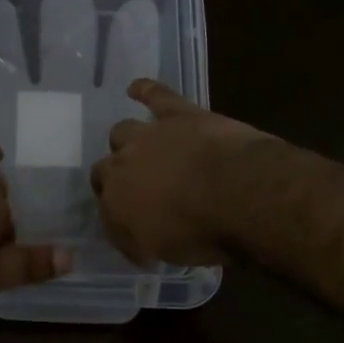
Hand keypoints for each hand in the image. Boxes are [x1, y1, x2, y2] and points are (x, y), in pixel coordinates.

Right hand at [91, 79, 274, 265]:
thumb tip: (139, 242)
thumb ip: (143, 242)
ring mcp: (149, 135)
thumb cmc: (202, 233)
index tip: (134, 228)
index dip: (118, 217)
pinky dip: (145, 90)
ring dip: (127, 141)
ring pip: (122, 132)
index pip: (106, 210)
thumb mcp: (165, 254)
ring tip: (137, 148)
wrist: (238, 193)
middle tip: (136, 189)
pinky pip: (154, 95)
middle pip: (106, 169)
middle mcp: (122, 166)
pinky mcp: (177, 114)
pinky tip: (136, 88)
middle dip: (116, 179)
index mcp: (116, 204)